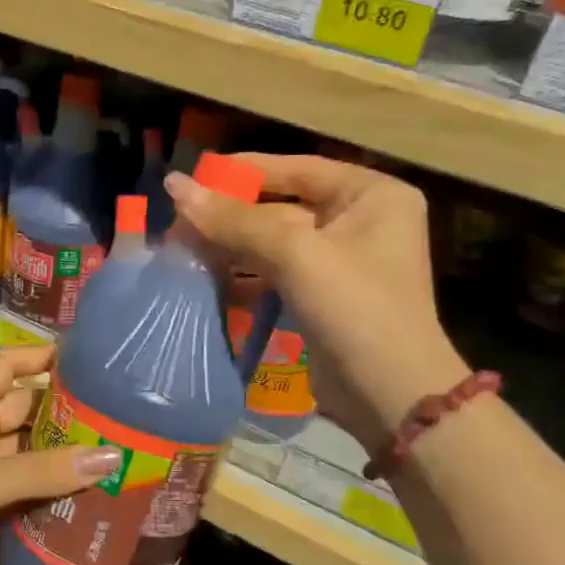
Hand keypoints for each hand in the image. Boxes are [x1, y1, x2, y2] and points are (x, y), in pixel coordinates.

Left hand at [0, 346, 121, 564]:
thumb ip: (43, 469)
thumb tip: (112, 456)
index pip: (3, 366)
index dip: (38, 356)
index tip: (86, 358)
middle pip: (21, 407)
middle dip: (61, 408)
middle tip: (115, 411)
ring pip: (26, 449)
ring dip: (60, 451)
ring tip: (112, 448)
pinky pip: (23, 484)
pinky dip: (49, 486)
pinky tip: (86, 491)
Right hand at [167, 154, 467, 451]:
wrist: (390, 395)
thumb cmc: (354, 306)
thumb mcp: (295, 253)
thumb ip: (234, 219)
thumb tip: (174, 185)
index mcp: (371, 195)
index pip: (298, 169)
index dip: (244, 171)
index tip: (194, 176)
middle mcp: (360, 221)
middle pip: (282, 206)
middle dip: (231, 216)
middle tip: (178, 221)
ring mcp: (342, 262)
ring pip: (274, 243)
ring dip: (231, 248)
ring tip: (182, 249)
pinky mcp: (323, 297)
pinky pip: (276, 274)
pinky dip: (244, 276)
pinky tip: (206, 280)